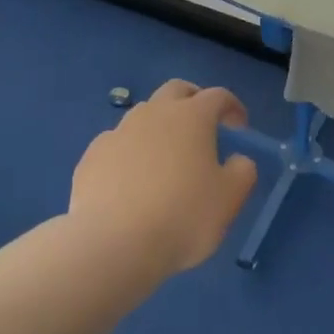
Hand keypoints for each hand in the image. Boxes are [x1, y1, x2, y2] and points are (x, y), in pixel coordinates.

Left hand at [70, 80, 258, 272]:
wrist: (111, 243)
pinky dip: (131, 152)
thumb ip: (242, 171)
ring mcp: (118, 132)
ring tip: (166, 157)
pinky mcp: (92, 156)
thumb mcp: (230, 199)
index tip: (239, 127)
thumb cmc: (182, 216)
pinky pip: (117, 144)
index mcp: (191, 117)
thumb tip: (238, 160)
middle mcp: (153, 114)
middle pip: (176, 90)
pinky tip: (132, 181)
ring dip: (160, 126)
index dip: (233, 107)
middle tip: (203, 125)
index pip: (218, 96)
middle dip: (193, 100)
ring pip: (143, 115)